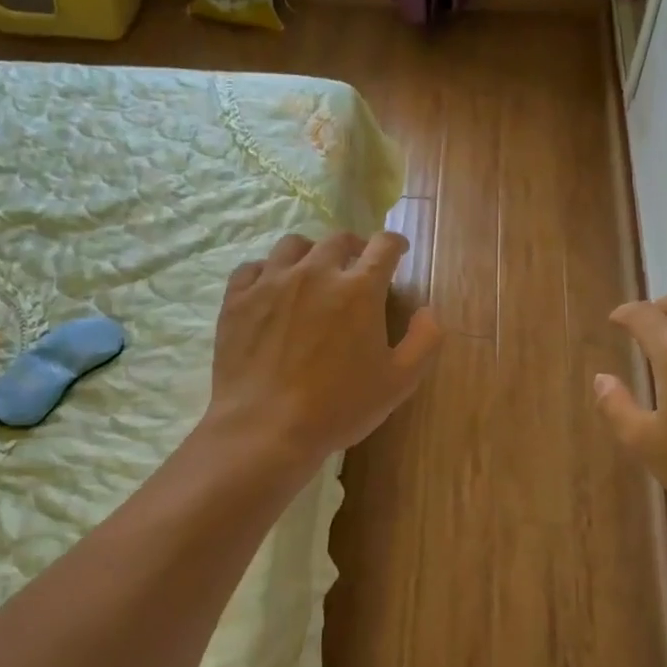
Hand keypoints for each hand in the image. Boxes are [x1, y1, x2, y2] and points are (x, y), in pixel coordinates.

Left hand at [207, 231, 441, 466]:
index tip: (397, 251)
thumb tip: (428, 312)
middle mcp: (315, 273)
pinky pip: (253, 268)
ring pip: (293, 245)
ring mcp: (271, 282)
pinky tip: (271, 290)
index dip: (395, 244)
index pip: (383, 246)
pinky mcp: (238, 299)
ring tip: (312, 272)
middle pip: (338, 239)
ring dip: (310, 253)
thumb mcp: (399, 382)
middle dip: (355, 246)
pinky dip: (267, 272)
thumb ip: (424, 341)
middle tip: (357, 264)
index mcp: (359, 289)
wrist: (266, 428)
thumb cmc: (339, 407)